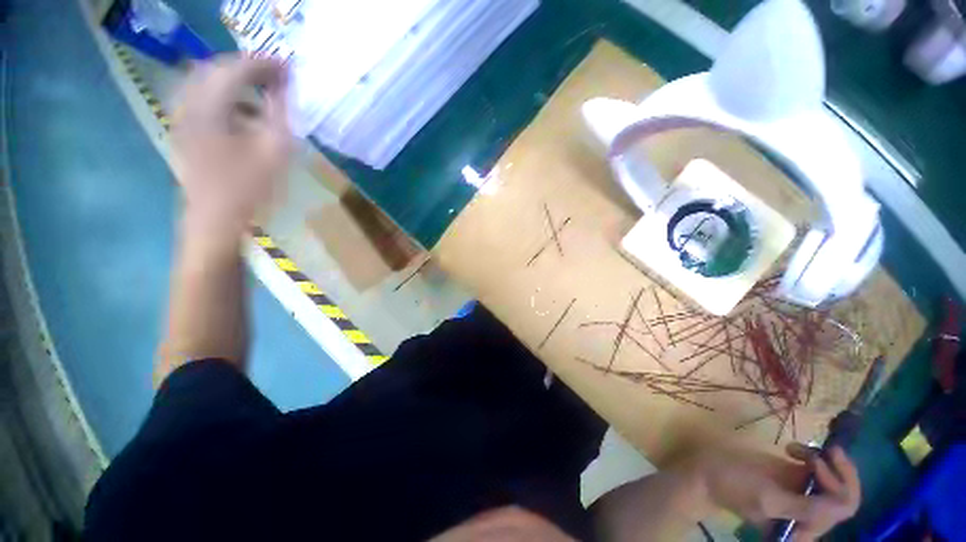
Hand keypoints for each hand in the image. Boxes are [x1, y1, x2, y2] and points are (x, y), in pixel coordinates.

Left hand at [170, 54, 290, 232]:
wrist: (216, 219)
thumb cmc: (249, 187)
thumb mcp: (274, 151)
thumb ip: (279, 116)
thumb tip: (283, 90)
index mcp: (209, 108)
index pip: (235, 70)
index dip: (264, 64)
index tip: (289, 67)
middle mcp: (189, 105)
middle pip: (215, 69)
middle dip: (248, 67)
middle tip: (276, 76)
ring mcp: (183, 118)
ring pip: (207, 83)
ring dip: (235, 80)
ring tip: (262, 90)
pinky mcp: (186, 131)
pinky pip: (203, 100)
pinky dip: (226, 97)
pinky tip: (245, 112)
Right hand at [682, 443, 859, 540]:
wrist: (707, 471)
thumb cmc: (733, 486)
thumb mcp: (767, 498)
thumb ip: (803, 508)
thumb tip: (843, 507)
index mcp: (805, 529)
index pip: (842, 509)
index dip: (840, 484)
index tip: (818, 461)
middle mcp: (810, 515)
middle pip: (843, 493)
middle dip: (837, 469)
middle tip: (822, 449)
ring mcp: (803, 495)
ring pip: (834, 478)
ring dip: (822, 459)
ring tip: (796, 448)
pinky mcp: (795, 479)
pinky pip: (818, 468)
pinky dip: (810, 454)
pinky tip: (790, 448)